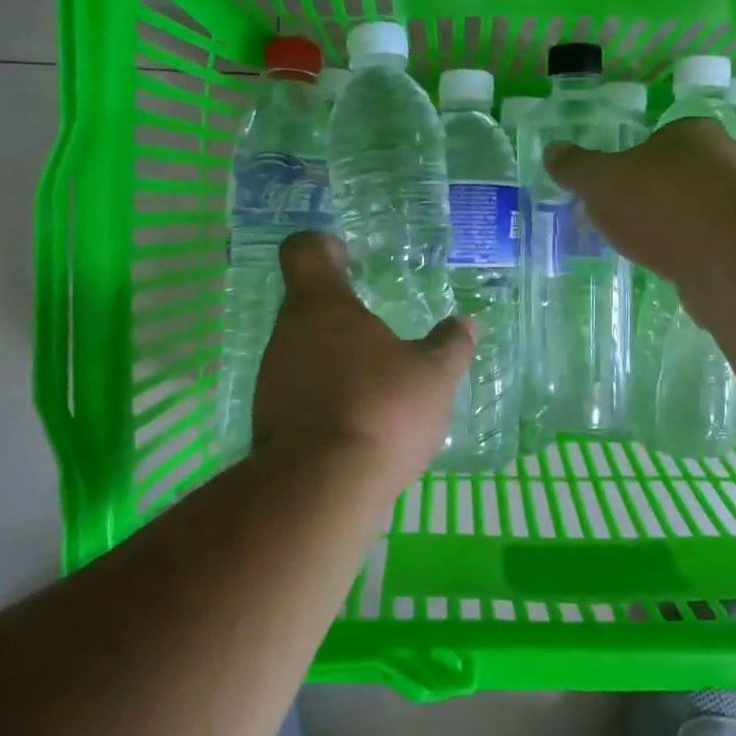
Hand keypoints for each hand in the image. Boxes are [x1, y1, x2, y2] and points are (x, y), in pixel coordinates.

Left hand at [251, 233, 476, 495]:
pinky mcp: (267, 422)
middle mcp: (287, 335)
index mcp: (322, 307)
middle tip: (377, 328)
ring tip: (373, 382)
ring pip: (302, 353)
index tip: (344, 255)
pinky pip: (298, 394)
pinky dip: (324, 399)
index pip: (304, 252)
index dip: (322, 247)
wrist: (321, 489)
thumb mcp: (433, 376)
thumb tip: (468, 323)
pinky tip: (356, 422)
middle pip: (306, 306)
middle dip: (340, 314)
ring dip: (333, 360)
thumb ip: (450, 346)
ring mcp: (271, 379)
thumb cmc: (382, 410)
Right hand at [544, 118, 735, 278]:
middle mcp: (723, 161)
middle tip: (618, 217)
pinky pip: (703, 244)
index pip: (659, 138)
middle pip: (675, 175)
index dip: (632, 160)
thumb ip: (576, 167)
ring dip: (667, 227)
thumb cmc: (661, 203)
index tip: (611, 186)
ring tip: (638, 246)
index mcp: (693, 133)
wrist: (726, 259)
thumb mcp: (601, 181)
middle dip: (648, 195)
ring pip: (691, 212)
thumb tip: (551, 151)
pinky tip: (665, 267)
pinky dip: (684, 253)